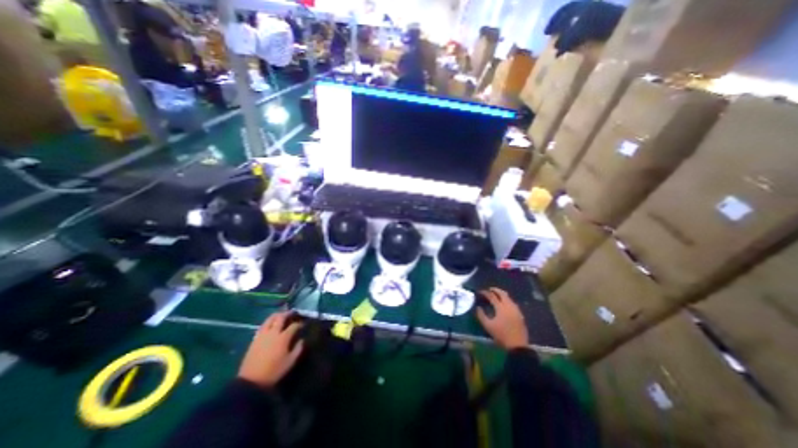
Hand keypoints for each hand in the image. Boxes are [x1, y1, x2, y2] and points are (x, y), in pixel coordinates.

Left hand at [239, 311, 303, 388]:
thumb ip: (298, 349)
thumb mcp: (290, 362)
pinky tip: (271, 324)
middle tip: (293, 313)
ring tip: (281, 315)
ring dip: (277, 315)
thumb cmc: (274, 371)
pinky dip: (269, 322)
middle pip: (281, 317)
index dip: (300, 323)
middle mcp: (273, 333)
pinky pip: (263, 326)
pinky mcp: (255, 339)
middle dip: (288, 313)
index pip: (294, 325)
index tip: (303, 324)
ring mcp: (262, 335)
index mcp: (283, 338)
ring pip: (270, 319)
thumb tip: (302, 340)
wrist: (251, 381)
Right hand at [472, 288, 528, 351]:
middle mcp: (509, 306)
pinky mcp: (520, 315)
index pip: (492, 296)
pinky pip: (513, 303)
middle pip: (502, 294)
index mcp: (501, 308)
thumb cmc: (501, 335)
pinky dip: (507, 300)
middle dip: (496, 290)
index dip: (485, 293)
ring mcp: (516, 310)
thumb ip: (481, 316)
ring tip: (497, 295)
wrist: (518, 346)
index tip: (480, 292)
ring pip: (509, 298)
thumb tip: (478, 308)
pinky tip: (504, 304)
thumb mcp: (488, 326)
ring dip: (502, 294)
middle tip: (490, 289)